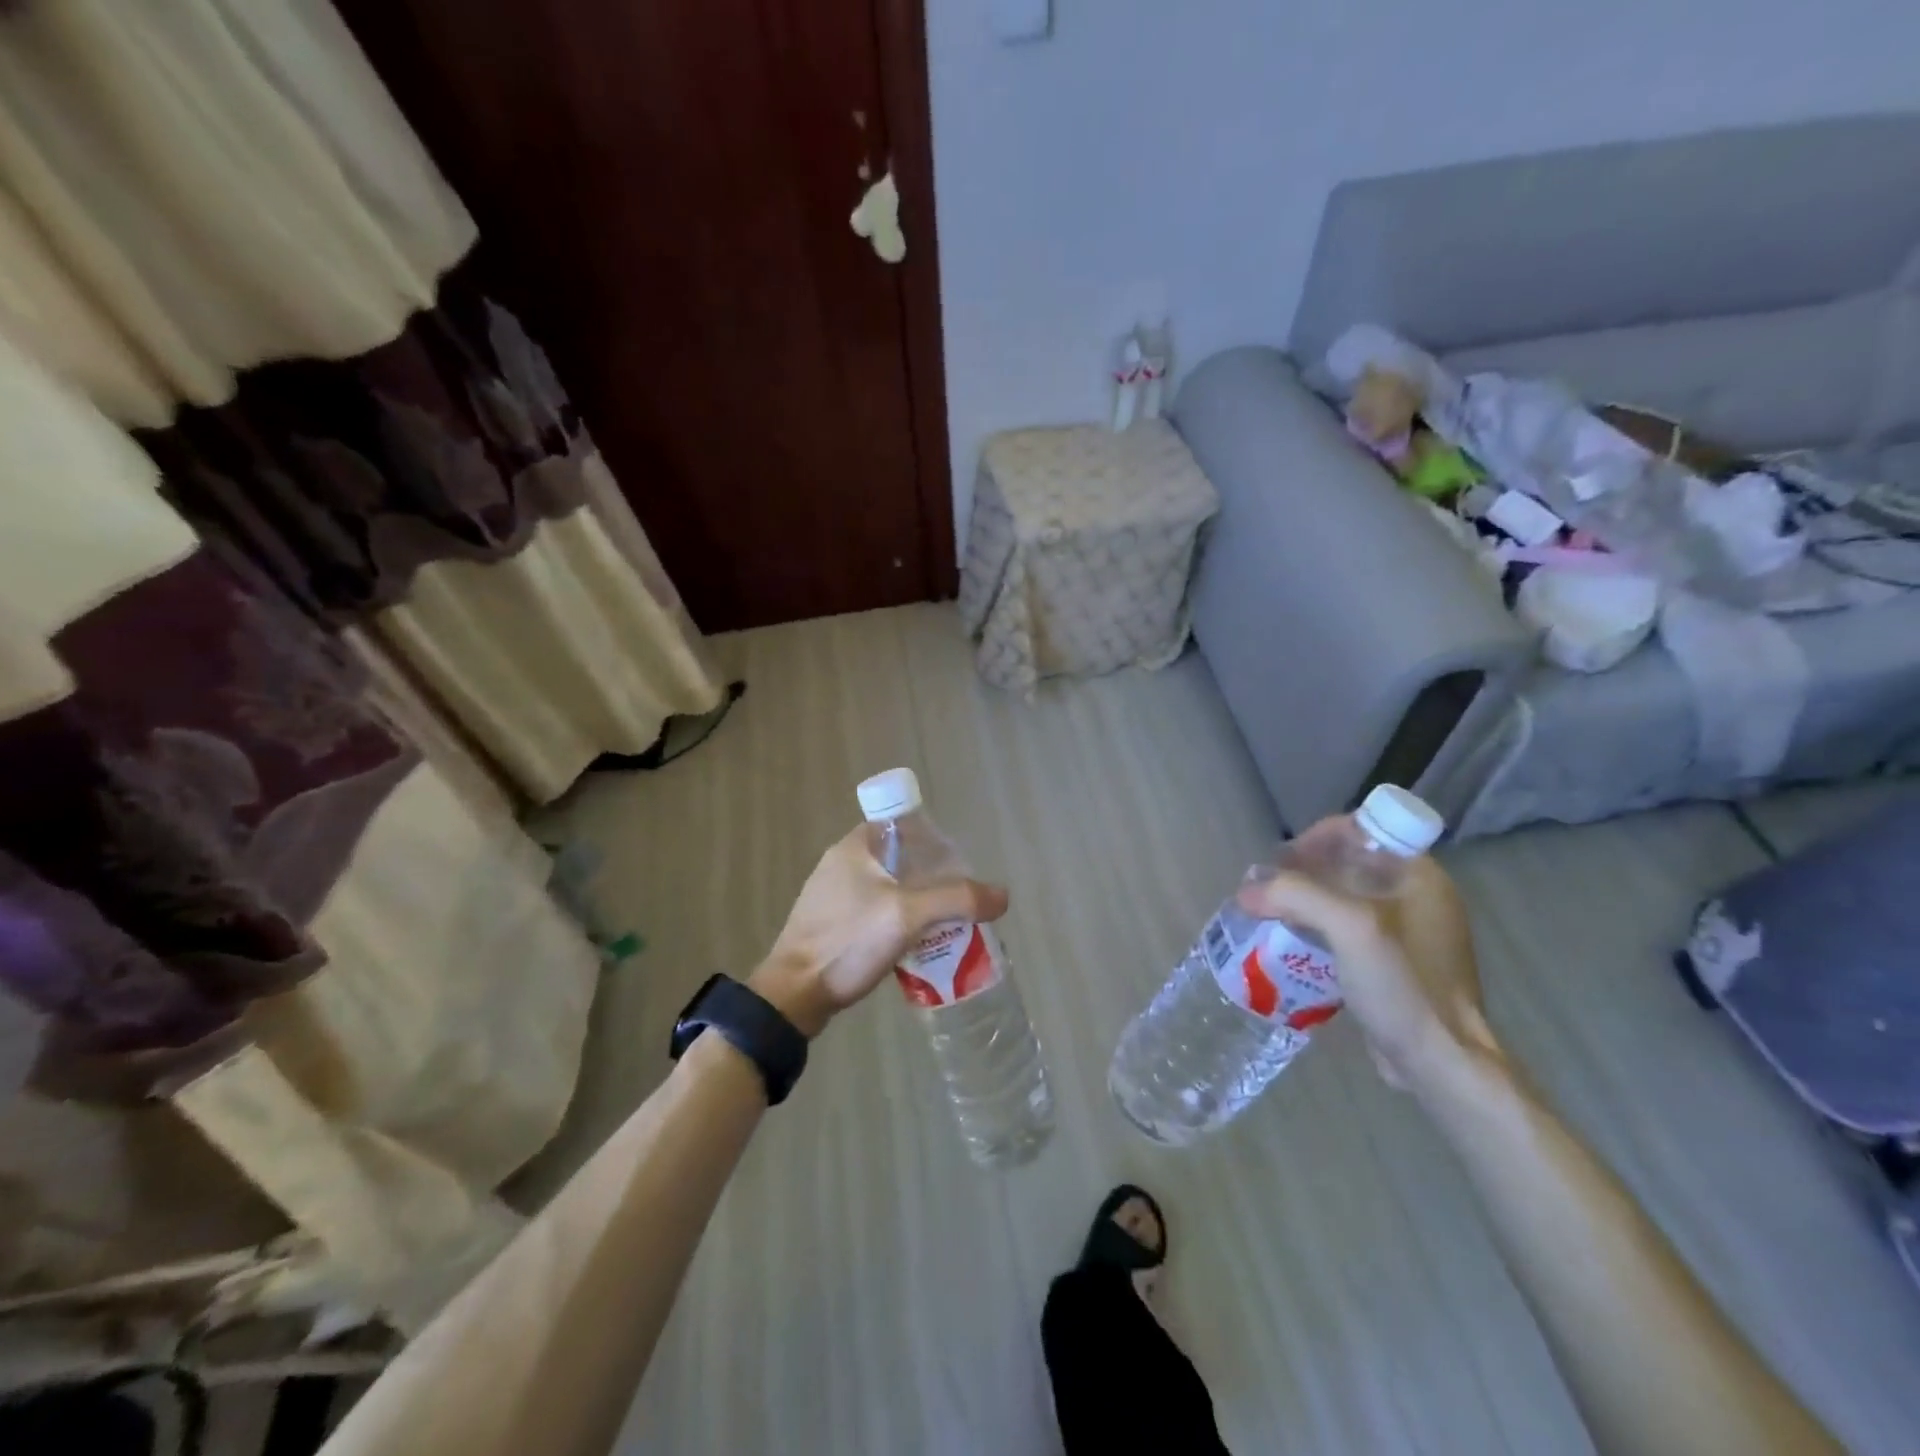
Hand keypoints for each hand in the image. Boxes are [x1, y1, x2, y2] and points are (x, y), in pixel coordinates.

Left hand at [749, 826, 1008, 1037]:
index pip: (905, 826)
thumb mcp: (907, 915)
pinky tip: (914, 946)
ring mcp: (832, 895)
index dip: (935, 842)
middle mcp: (841, 862)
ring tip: (944, 926)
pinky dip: (896, 923)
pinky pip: (874, 913)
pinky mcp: (830, 924)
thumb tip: (1002, 896)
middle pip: (901, 859)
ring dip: (916, 903)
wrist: (794, 995)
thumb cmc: (847, 942)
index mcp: (856, 845)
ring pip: (888, 889)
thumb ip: (957, 900)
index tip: (958, 868)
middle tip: (958, 901)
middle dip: (931, 878)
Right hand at [1236, 828, 1496, 1090]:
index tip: (1283, 862)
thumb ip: (1295, 895)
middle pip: (1348, 862)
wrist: (1442, 1065)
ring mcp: (1410, 932)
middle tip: (1266, 890)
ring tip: (1269, 915)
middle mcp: (1418, 896)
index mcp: (1419, 875)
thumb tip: (1246, 890)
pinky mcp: (1397, 964)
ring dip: (1305, 901)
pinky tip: (1292, 947)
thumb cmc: (1404, 985)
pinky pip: (1348, 930)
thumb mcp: (1349, 927)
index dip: (1317, 837)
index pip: (1360, 830)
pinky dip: (1318, 930)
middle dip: (1302, 871)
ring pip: (1345, 897)